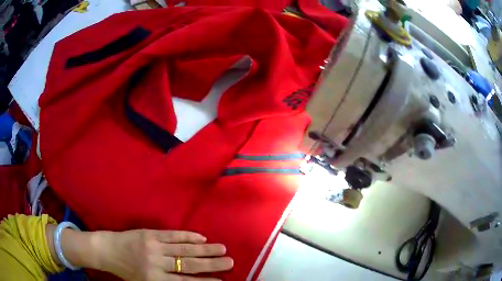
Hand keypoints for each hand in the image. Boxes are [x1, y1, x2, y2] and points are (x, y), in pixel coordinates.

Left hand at [94, 229, 233, 280]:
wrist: (108, 251)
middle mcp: (157, 264)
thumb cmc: (128, 272)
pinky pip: (172, 235)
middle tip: (230, 262)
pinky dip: (188, 236)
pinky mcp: (150, 234)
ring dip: (204, 249)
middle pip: (189, 265)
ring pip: (183, 249)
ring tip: (222, 249)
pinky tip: (201, 237)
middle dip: (211, 264)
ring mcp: (154, 247)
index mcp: (156, 280)